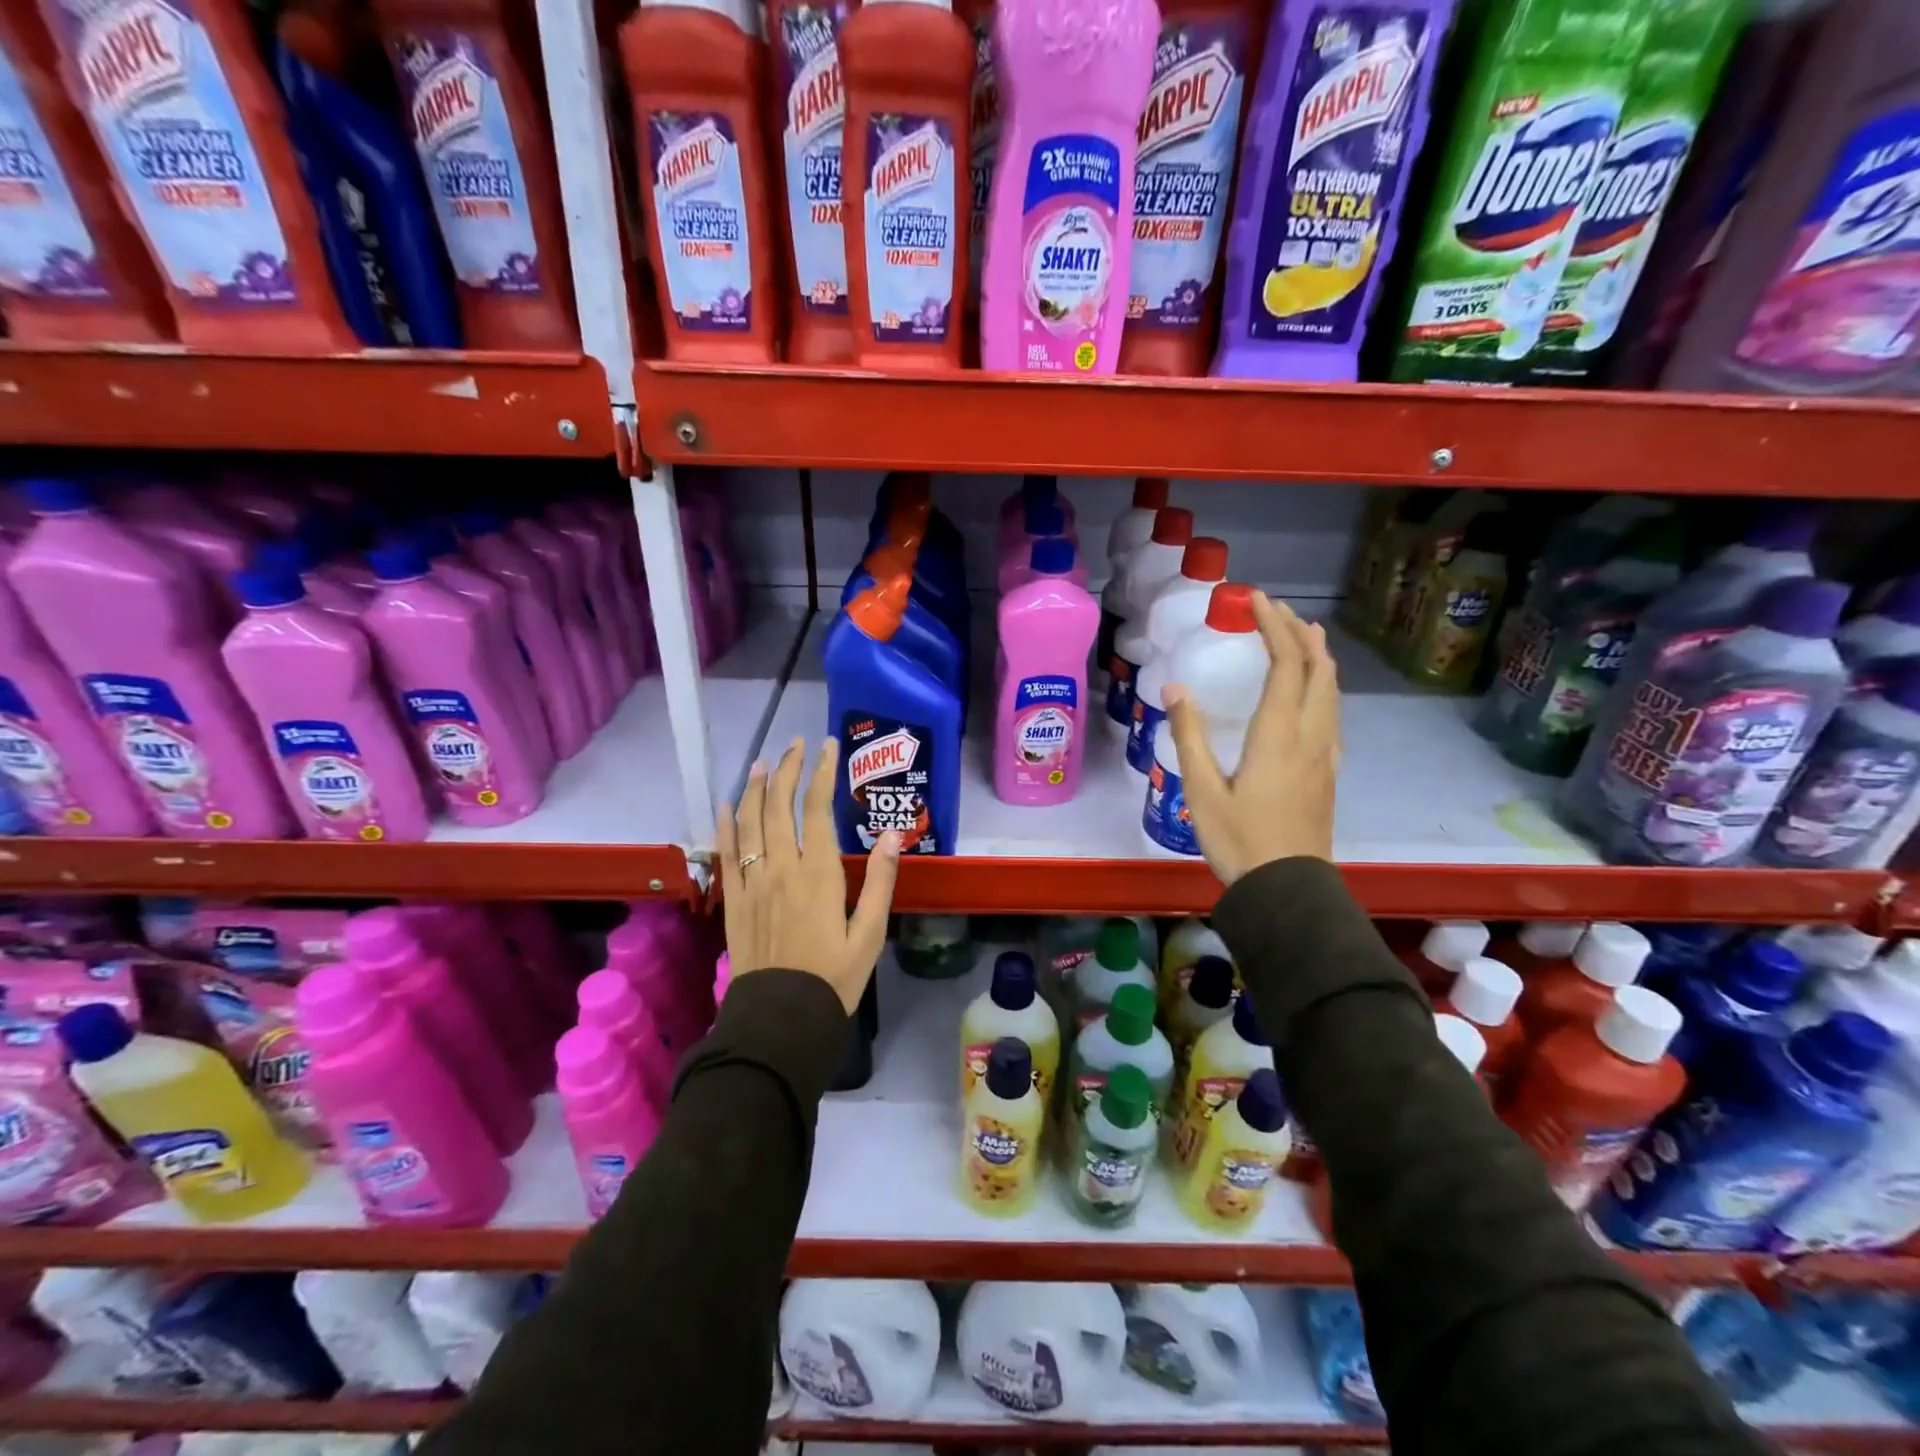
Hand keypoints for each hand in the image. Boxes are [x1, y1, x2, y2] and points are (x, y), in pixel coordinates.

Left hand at [715, 736, 900, 1012]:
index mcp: (818, 873)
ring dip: (754, 787)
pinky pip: (725, 854)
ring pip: (748, 822)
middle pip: (778, 805)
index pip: (817, 808)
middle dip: (787, 768)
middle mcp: (781, 868)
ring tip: (762, 762)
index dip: (822, 772)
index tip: (827, 746)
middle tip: (795, 743)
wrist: (782, 1018)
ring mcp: (752, 883)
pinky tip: (725, 805)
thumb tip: (892, 834)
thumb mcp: (870, 932)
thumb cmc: (834, 977)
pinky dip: (724, 825)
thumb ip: (880, 880)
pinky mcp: (733, 900)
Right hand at [1163, 593, 1338, 885]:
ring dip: (1318, 656)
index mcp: (1278, 735)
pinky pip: (1331, 713)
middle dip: (1300, 633)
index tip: (1256, 600)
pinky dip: (1322, 685)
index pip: (1286, 664)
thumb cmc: (1239, 841)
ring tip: (1303, 635)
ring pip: (1331, 691)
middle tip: (1277, 611)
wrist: (1288, 889)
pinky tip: (1312, 693)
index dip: (1274, 627)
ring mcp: (1325, 754)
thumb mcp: (1202, 790)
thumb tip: (1175, 688)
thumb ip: (1189, 736)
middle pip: (1317, 670)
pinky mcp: (1328, 771)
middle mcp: (1310, 735)